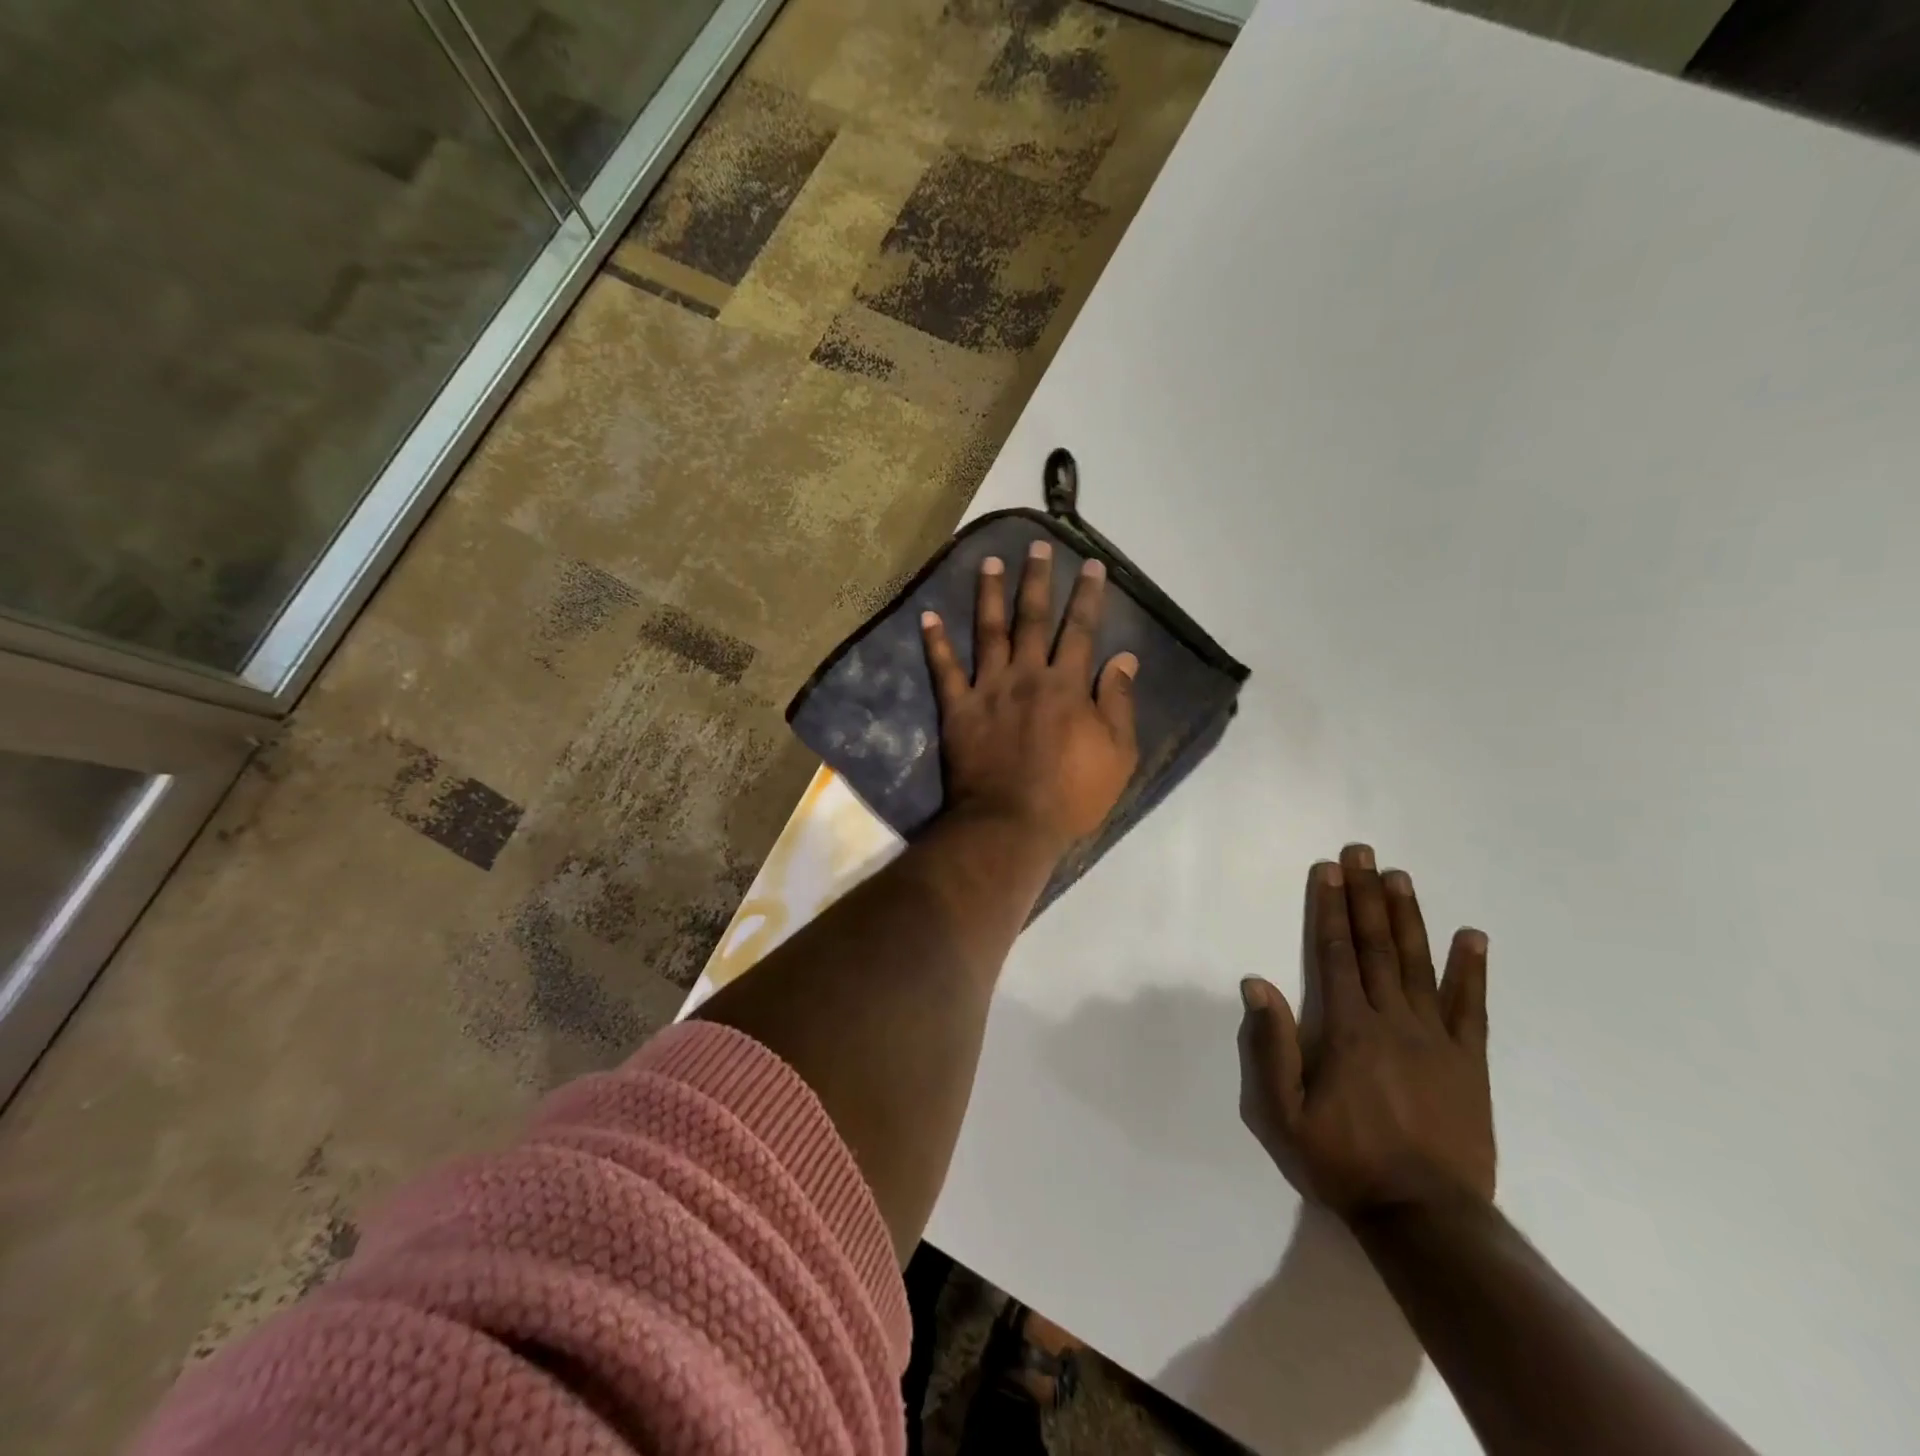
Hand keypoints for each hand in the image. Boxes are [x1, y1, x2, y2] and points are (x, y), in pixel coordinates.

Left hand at [921, 541, 1139, 857]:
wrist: (1011, 824)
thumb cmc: (1071, 795)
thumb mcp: (1118, 754)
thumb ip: (1118, 702)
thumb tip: (1124, 657)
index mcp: (1067, 685)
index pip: (1081, 630)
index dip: (1088, 596)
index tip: (1091, 565)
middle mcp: (1027, 675)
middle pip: (1033, 619)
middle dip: (1037, 579)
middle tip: (1036, 545)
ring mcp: (988, 689)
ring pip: (988, 632)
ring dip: (989, 594)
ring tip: (989, 562)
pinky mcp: (958, 709)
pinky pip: (944, 670)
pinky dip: (935, 642)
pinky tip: (928, 615)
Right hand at [1239, 845, 1494, 1219]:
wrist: (1426, 1218)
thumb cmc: (1343, 1161)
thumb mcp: (1284, 1112)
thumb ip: (1271, 1045)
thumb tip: (1256, 982)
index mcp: (1346, 1028)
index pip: (1336, 953)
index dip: (1331, 907)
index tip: (1329, 869)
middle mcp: (1392, 1020)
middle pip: (1377, 945)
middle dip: (1366, 894)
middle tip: (1363, 852)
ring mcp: (1436, 1038)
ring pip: (1419, 964)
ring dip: (1409, 916)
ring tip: (1401, 876)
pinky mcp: (1469, 1063)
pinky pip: (1471, 1008)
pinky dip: (1473, 970)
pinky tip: (1473, 937)